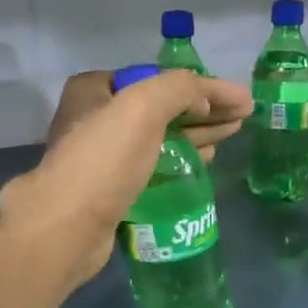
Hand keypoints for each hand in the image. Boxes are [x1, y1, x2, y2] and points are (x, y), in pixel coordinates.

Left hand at [0, 70, 251, 292]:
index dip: (199, 86)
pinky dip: (179, 160)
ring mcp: (101, 157)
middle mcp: (94, 118)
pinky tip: (204, 161)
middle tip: (243, 117)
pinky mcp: (110, 189)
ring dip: (196, 134)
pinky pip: (152, 166)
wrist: (65, 228)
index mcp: (94, 90)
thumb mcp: (143, 107)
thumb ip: (180, 89)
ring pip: (159, 138)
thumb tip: (208, 99)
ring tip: (232, 134)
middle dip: (204, 110)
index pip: (157, 79)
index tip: (235, 98)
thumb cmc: (102, 161)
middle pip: (161, 108)